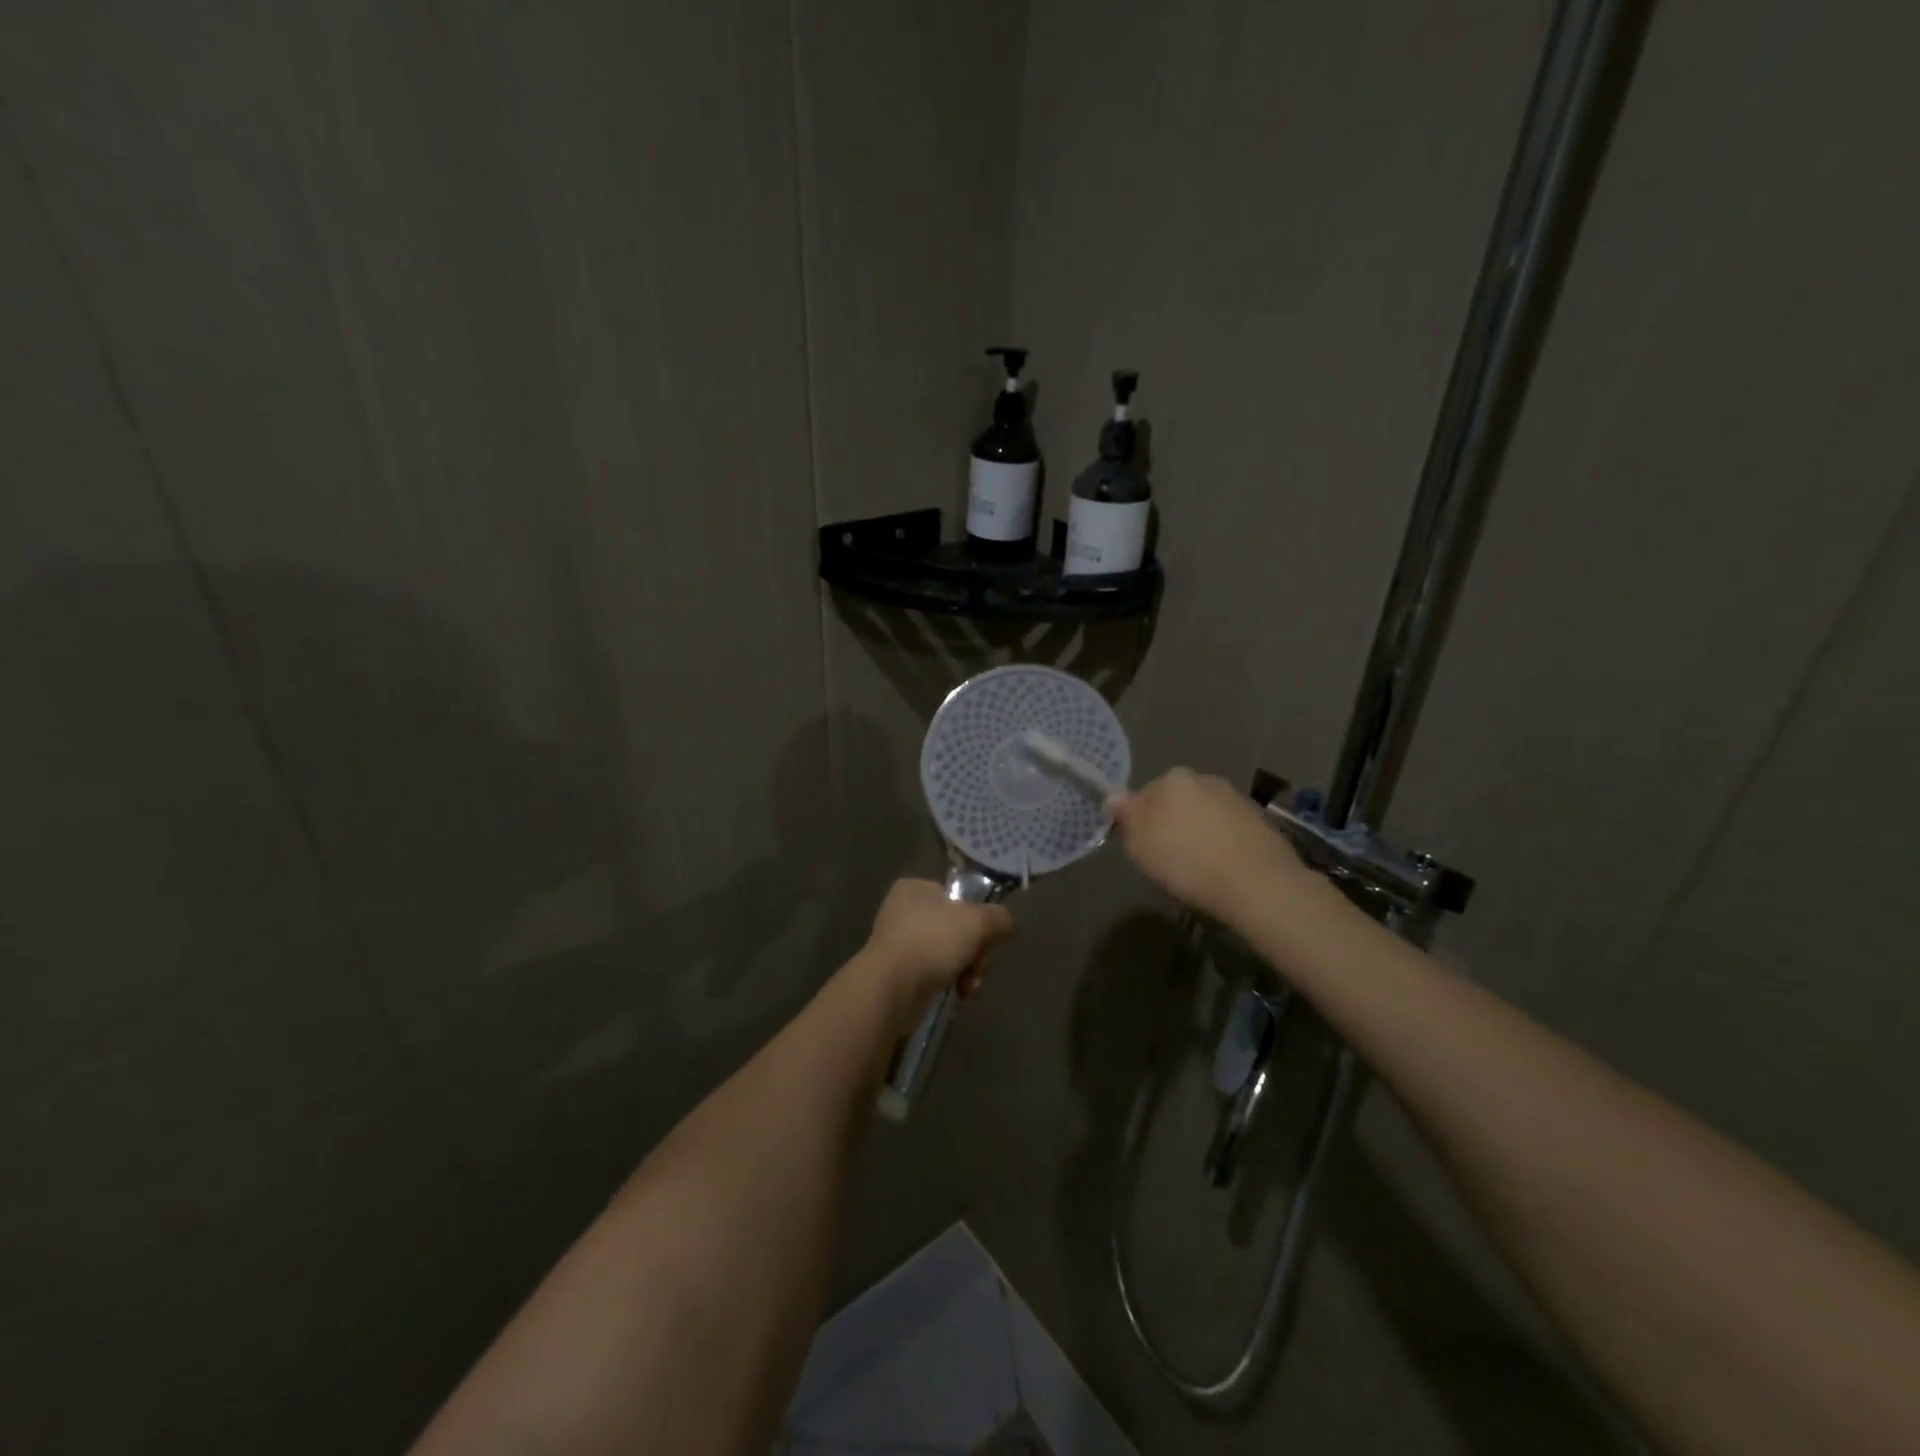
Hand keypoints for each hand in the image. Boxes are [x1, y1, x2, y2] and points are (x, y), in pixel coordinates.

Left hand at [859, 878, 1014, 1024]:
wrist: (891, 987)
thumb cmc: (933, 941)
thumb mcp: (978, 921)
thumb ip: (1000, 917)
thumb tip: (1008, 925)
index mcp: (916, 888)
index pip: (959, 898)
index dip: (979, 919)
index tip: (988, 939)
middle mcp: (903, 910)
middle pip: (958, 928)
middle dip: (976, 951)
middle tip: (979, 966)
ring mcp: (898, 942)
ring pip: (949, 952)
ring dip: (967, 970)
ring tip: (969, 986)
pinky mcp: (898, 971)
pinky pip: (935, 972)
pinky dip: (950, 982)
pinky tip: (959, 994)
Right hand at [1106, 768, 1312, 921]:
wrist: (1255, 882)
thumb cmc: (1185, 861)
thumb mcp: (1138, 844)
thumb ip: (1125, 815)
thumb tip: (1113, 797)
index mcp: (1171, 779)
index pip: (1143, 795)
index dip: (1139, 822)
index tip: (1143, 847)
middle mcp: (1204, 779)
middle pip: (1176, 801)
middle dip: (1171, 823)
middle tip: (1168, 858)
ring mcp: (1235, 798)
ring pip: (1204, 814)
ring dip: (1198, 833)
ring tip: (1198, 867)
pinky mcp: (1260, 821)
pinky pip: (1228, 830)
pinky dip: (1222, 843)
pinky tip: (1222, 868)